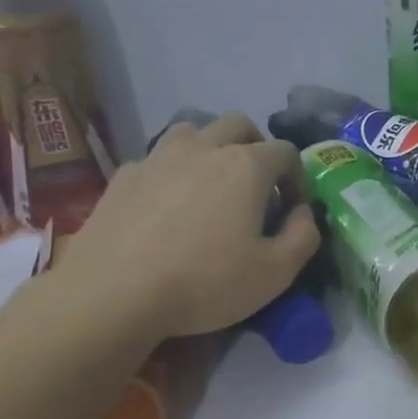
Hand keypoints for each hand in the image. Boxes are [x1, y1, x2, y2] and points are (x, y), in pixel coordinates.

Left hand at [57, 113, 319, 346]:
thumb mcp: (276, 272)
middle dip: (256, 147)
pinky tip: (168, 205)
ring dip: (211, 149)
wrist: (113, 292)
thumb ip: (304, 236)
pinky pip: (158, 159)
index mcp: (247, 166)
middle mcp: (204, 148)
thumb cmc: (206, 282)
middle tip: (257, 186)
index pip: (286, 151)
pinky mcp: (124, 176)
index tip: (293, 209)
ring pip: (193, 131)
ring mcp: (158, 157)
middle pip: (239, 125)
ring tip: (212, 185)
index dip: (298, 177)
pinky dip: (173, 171)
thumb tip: (303, 213)